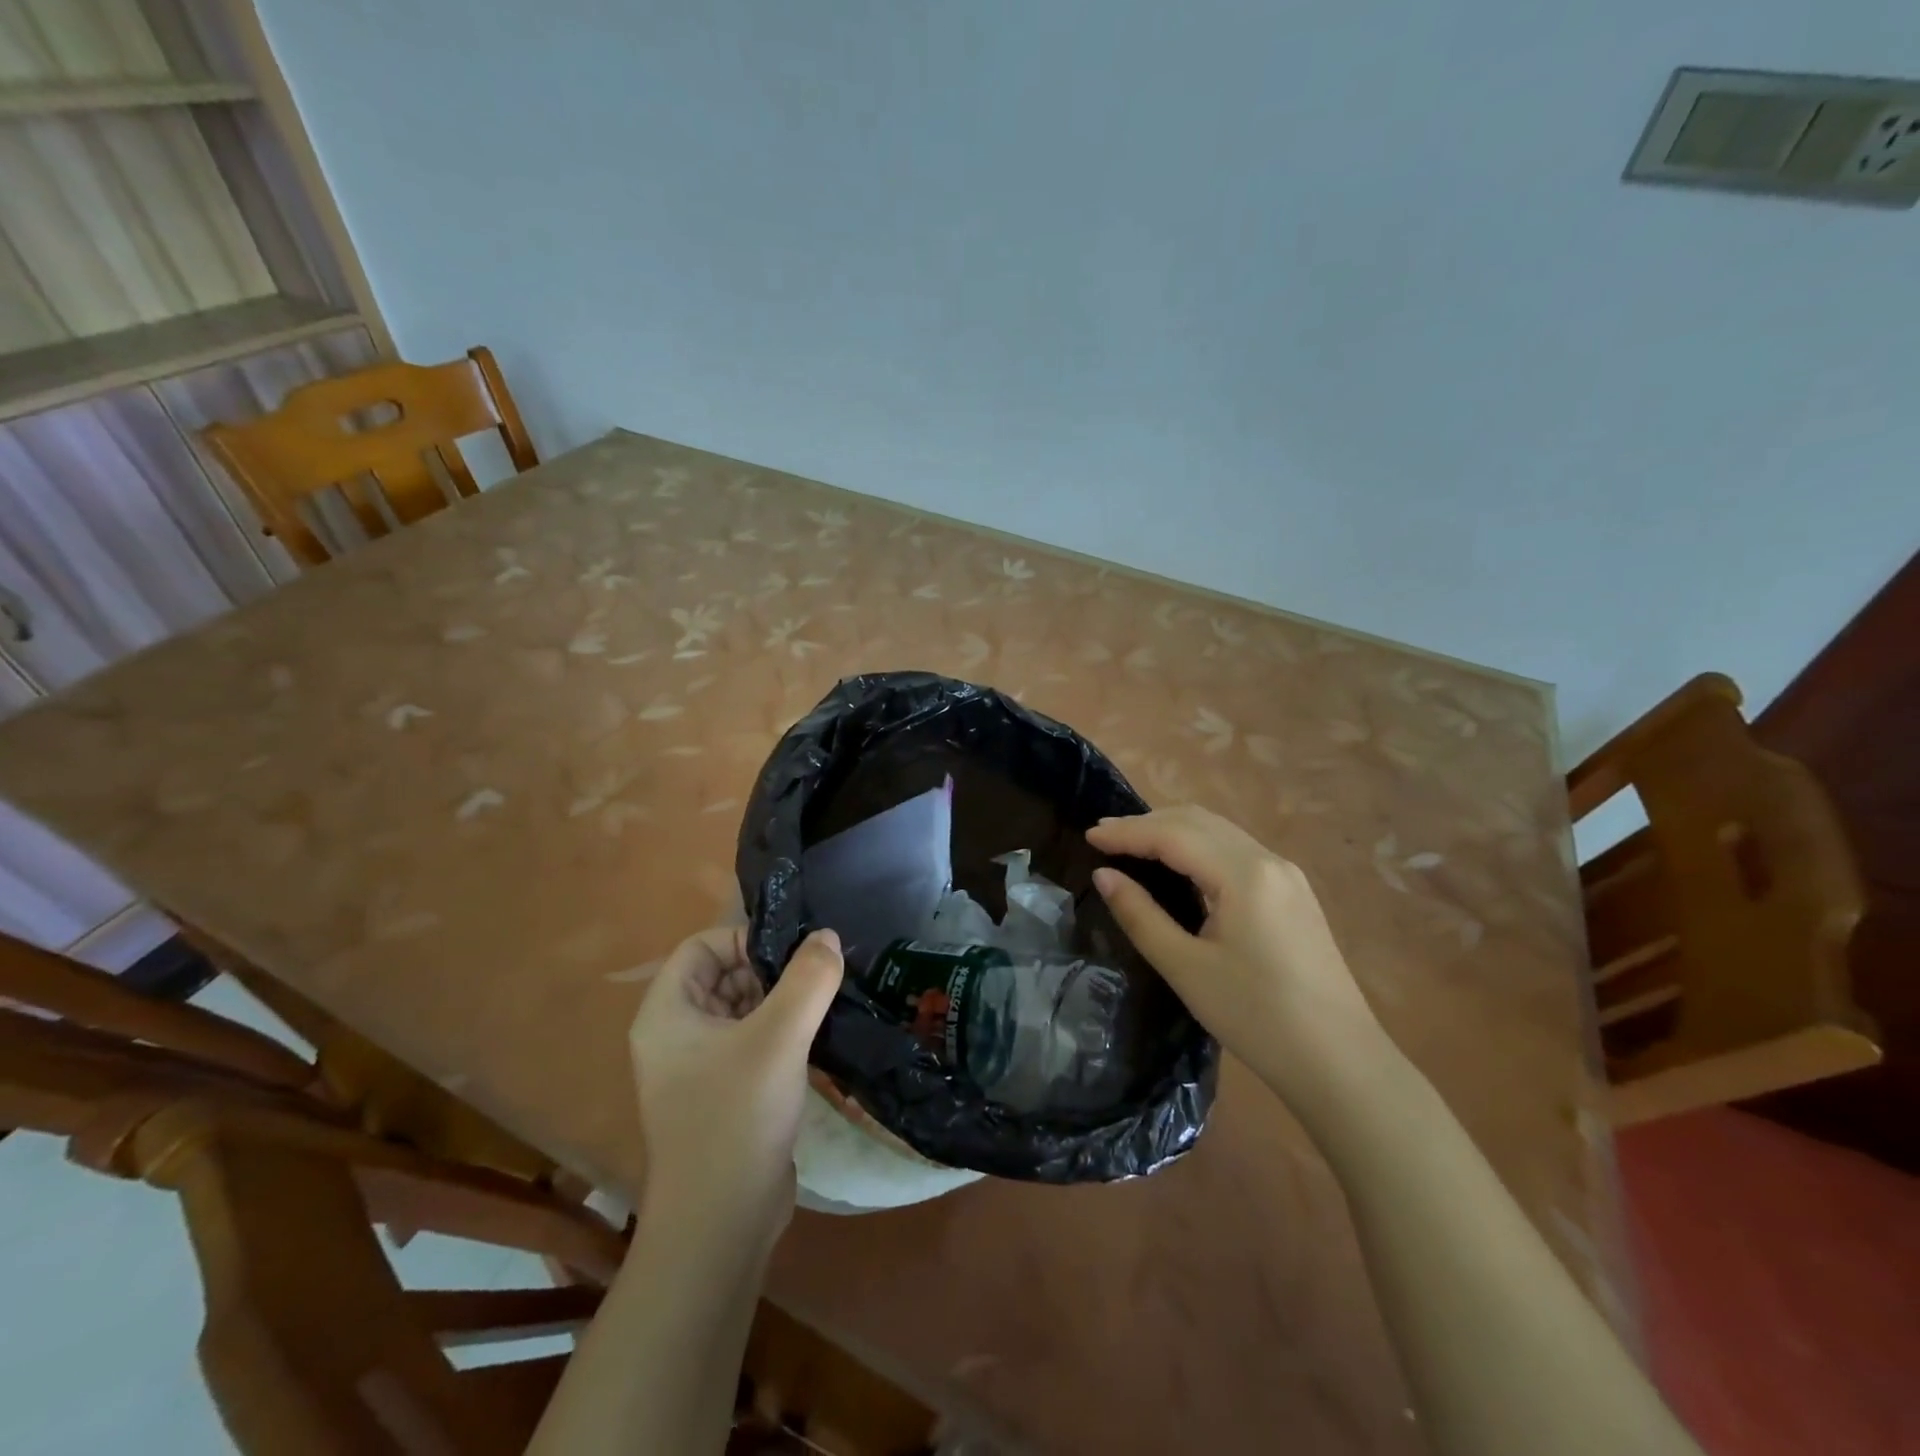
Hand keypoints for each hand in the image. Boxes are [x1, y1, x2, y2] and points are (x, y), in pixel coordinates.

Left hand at [629, 925, 842, 1245]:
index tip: (793, 953)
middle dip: (770, 970)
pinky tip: (818, 1037)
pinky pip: (752, 1043)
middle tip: (818, 976)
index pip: (701, 947)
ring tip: (826, 1001)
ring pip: (742, 1010)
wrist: (720, 1226)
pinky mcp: (724, 1094)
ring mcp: (698, 1068)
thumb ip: (808, 979)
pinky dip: (782, 1033)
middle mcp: (675, 1035)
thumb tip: (828, 937)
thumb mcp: (779, 1036)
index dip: (745, 939)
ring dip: (781, 1002)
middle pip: (723, 975)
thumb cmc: (737, 1117)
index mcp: (667, 1013)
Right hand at [1087, 805, 1382, 1099]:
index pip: (1173, 834)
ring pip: (1219, 832)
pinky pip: (1236, 850)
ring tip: (1132, 844)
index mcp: (1243, 874)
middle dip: (1147, 823)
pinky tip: (1178, 864)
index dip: (1127, 832)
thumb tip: (1104, 875)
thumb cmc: (1256, 1017)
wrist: (1340, 1062)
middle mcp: (1268, 860)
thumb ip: (1140, 915)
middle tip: (1103, 836)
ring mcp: (1286, 875)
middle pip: (1198, 821)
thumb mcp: (1186, 967)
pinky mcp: (1294, 893)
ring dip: (1173, 830)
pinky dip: (1198, 846)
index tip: (1088, 836)